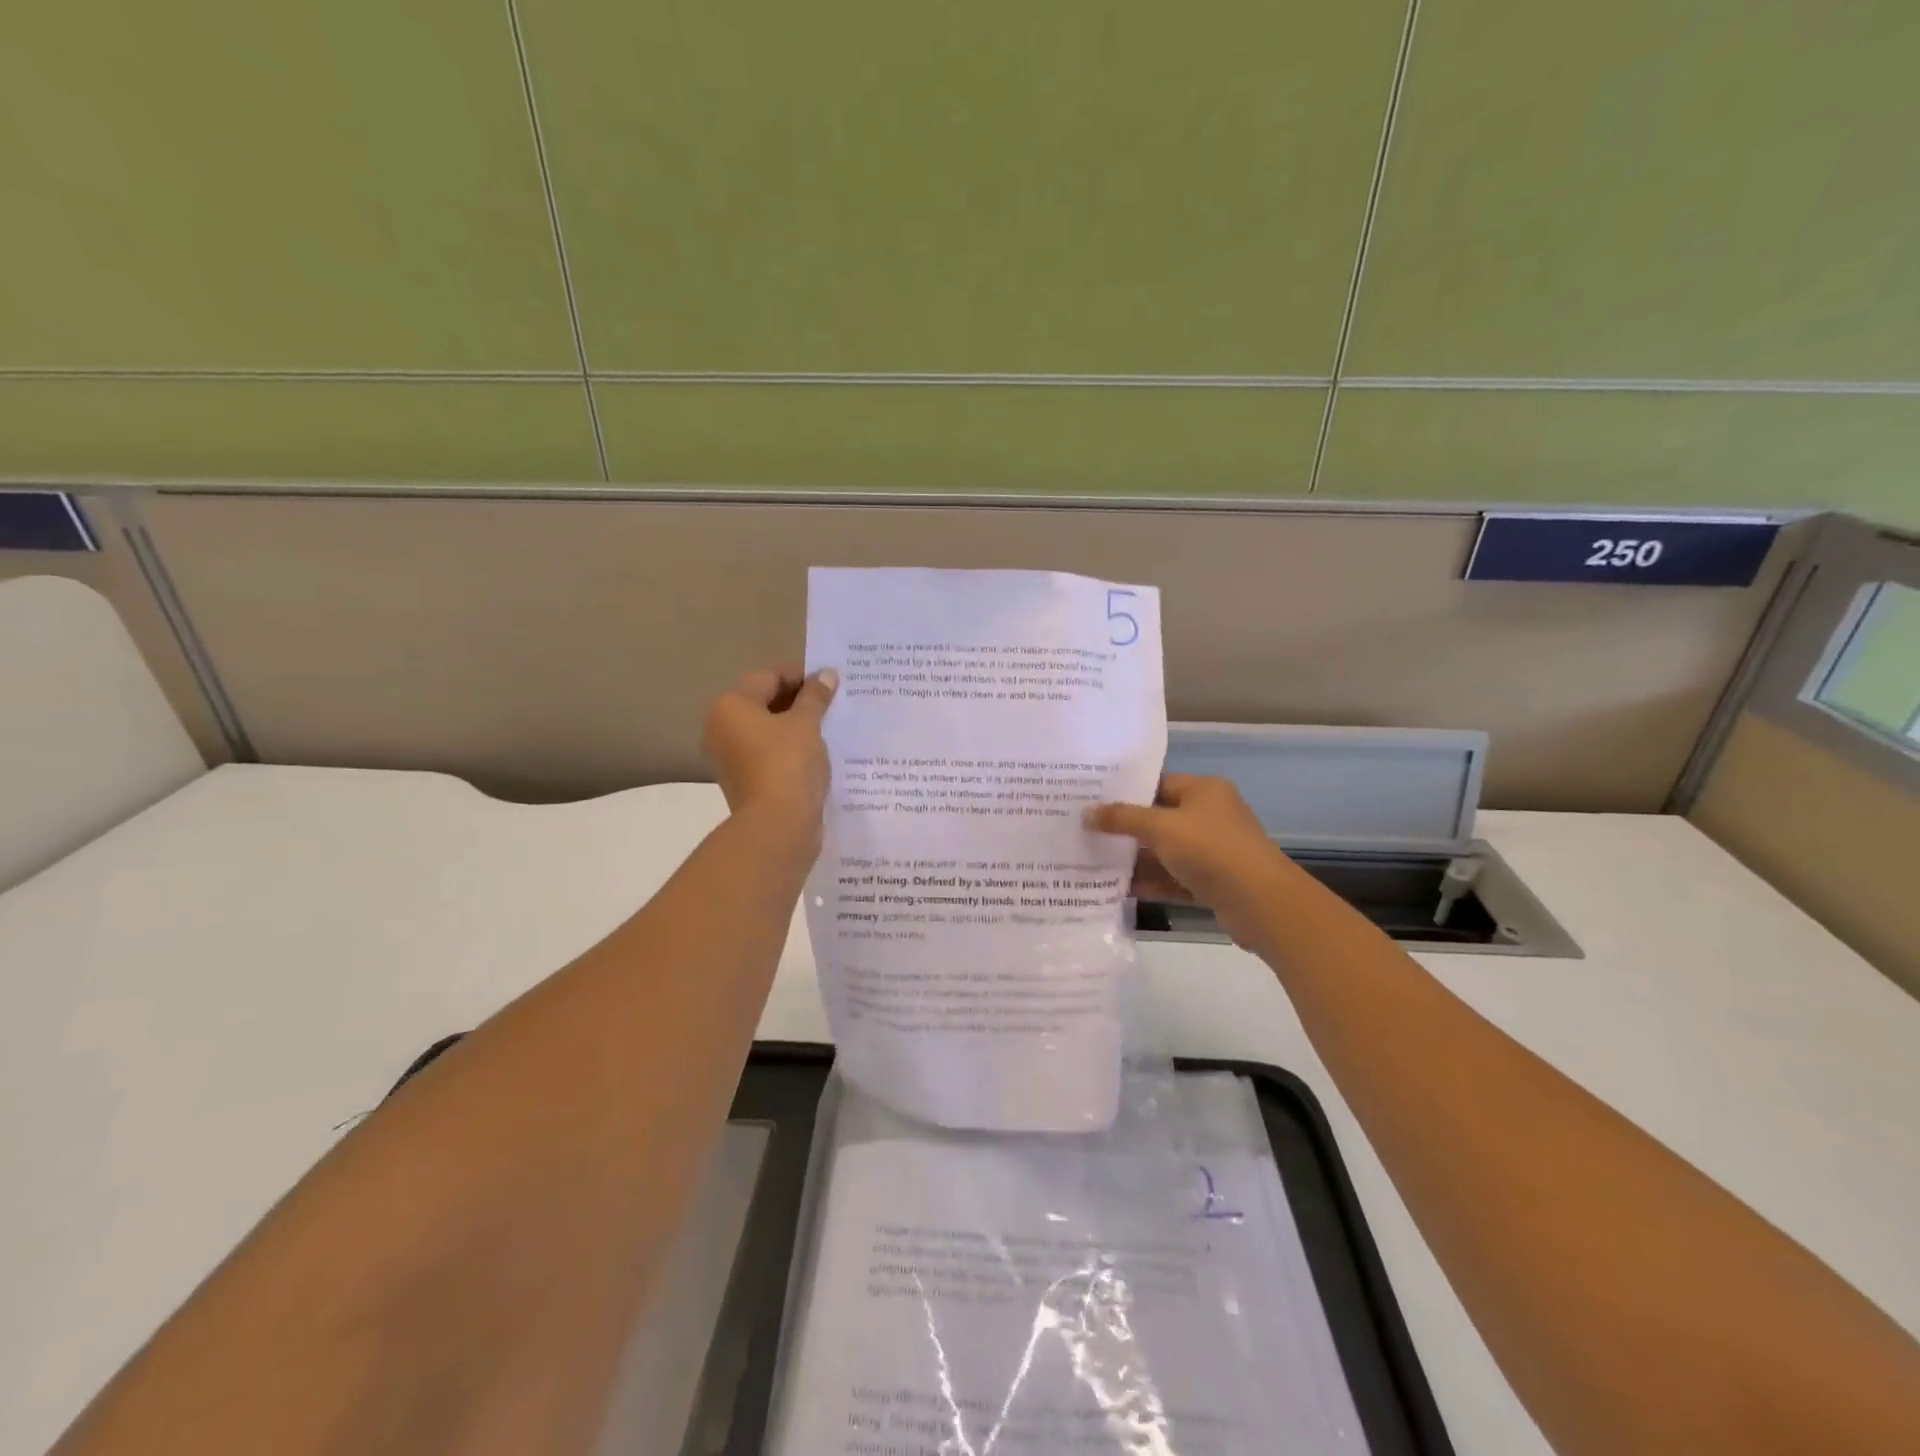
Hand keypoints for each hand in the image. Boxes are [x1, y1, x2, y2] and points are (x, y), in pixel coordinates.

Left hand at [702, 666, 836, 841]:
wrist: (777, 826)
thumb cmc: (788, 764)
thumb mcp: (807, 723)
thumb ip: (816, 696)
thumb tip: (826, 675)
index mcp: (730, 706)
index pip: (769, 677)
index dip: (801, 676)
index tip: (831, 684)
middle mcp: (721, 728)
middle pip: (764, 702)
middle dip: (799, 701)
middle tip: (833, 704)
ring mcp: (730, 757)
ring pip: (767, 730)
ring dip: (796, 727)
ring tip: (829, 728)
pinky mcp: (744, 781)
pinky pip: (769, 754)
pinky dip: (790, 750)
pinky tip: (817, 754)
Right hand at [1085, 775, 1294, 942]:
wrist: (1261, 903)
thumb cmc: (1210, 850)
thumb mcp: (1161, 828)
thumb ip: (1122, 818)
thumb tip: (1087, 813)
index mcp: (1204, 791)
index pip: (1158, 783)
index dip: (1126, 791)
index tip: (1092, 800)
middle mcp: (1210, 816)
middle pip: (1160, 818)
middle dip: (1126, 828)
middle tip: (1086, 831)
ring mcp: (1213, 851)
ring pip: (1166, 851)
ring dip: (1136, 858)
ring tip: (1094, 861)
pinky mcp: (1213, 883)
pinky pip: (1174, 878)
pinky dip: (1151, 882)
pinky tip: (1119, 888)